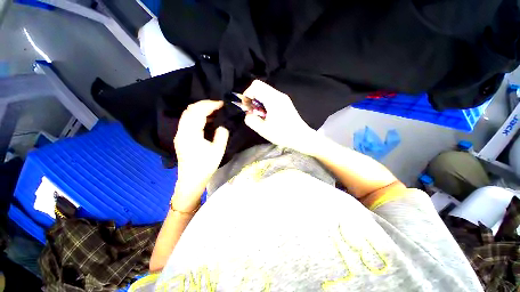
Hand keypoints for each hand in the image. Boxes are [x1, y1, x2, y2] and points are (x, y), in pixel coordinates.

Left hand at [173, 100, 228, 207]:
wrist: (191, 180)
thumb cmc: (205, 166)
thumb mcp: (218, 150)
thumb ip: (221, 134)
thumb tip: (222, 125)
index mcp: (191, 134)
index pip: (198, 112)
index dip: (210, 105)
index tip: (222, 103)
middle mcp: (182, 131)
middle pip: (190, 110)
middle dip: (204, 104)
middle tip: (218, 105)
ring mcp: (180, 134)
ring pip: (187, 114)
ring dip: (200, 109)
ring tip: (214, 111)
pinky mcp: (181, 137)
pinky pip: (188, 121)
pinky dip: (197, 116)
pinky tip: (207, 120)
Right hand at [243, 80, 318, 154]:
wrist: (301, 137)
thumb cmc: (282, 134)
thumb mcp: (263, 129)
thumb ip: (251, 120)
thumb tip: (248, 113)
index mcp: (273, 99)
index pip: (255, 85)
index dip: (247, 94)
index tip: (247, 107)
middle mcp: (279, 94)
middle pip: (260, 86)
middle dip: (252, 97)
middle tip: (252, 111)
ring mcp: (283, 98)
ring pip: (265, 91)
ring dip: (258, 101)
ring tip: (260, 114)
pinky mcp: (285, 102)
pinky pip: (271, 97)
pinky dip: (265, 102)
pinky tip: (267, 114)